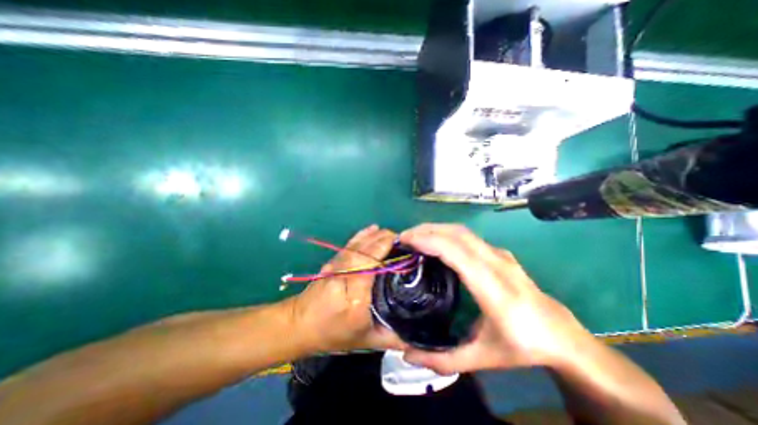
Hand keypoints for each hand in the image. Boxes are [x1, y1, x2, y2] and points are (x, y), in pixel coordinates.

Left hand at [288, 226, 405, 354]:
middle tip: (403, 239)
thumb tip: (418, 333)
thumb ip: (393, 337)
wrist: (300, 325)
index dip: (385, 251)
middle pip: (365, 252)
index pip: (370, 266)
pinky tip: (372, 229)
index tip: (403, 246)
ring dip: (375, 236)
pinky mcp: (333, 261)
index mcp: (355, 297)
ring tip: (391, 233)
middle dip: (383, 241)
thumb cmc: (335, 334)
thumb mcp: (367, 341)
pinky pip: (350, 244)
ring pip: (357, 246)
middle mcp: (345, 277)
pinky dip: (362, 235)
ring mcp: (337, 266)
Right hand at [399, 224, 594, 372]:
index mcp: (492, 287)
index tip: (405, 241)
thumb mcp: (481, 360)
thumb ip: (442, 360)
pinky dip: (447, 233)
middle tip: (403, 237)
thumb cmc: (522, 347)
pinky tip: (436, 242)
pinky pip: (468, 236)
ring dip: (436, 229)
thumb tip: (406, 355)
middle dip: (426, 230)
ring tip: (415, 236)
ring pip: (462, 231)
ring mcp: (500, 255)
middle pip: (456, 234)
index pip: (455, 251)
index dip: (428, 241)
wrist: (562, 336)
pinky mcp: (499, 253)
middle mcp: (497, 263)